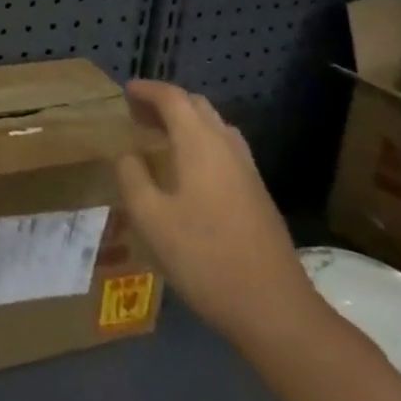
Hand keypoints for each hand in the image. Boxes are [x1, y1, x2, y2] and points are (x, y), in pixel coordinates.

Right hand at [115, 82, 318, 351]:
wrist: (276, 310)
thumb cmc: (205, 258)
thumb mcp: (151, 219)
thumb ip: (132, 178)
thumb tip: (127, 155)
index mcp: (200, 144)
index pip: (172, 98)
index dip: (147, 90)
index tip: (125, 91)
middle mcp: (227, 147)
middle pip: (197, 106)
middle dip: (166, 102)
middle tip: (138, 114)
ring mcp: (248, 171)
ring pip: (215, 127)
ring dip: (186, 122)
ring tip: (159, 137)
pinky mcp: (258, 195)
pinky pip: (225, 149)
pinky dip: (201, 142)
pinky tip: (187, 170)